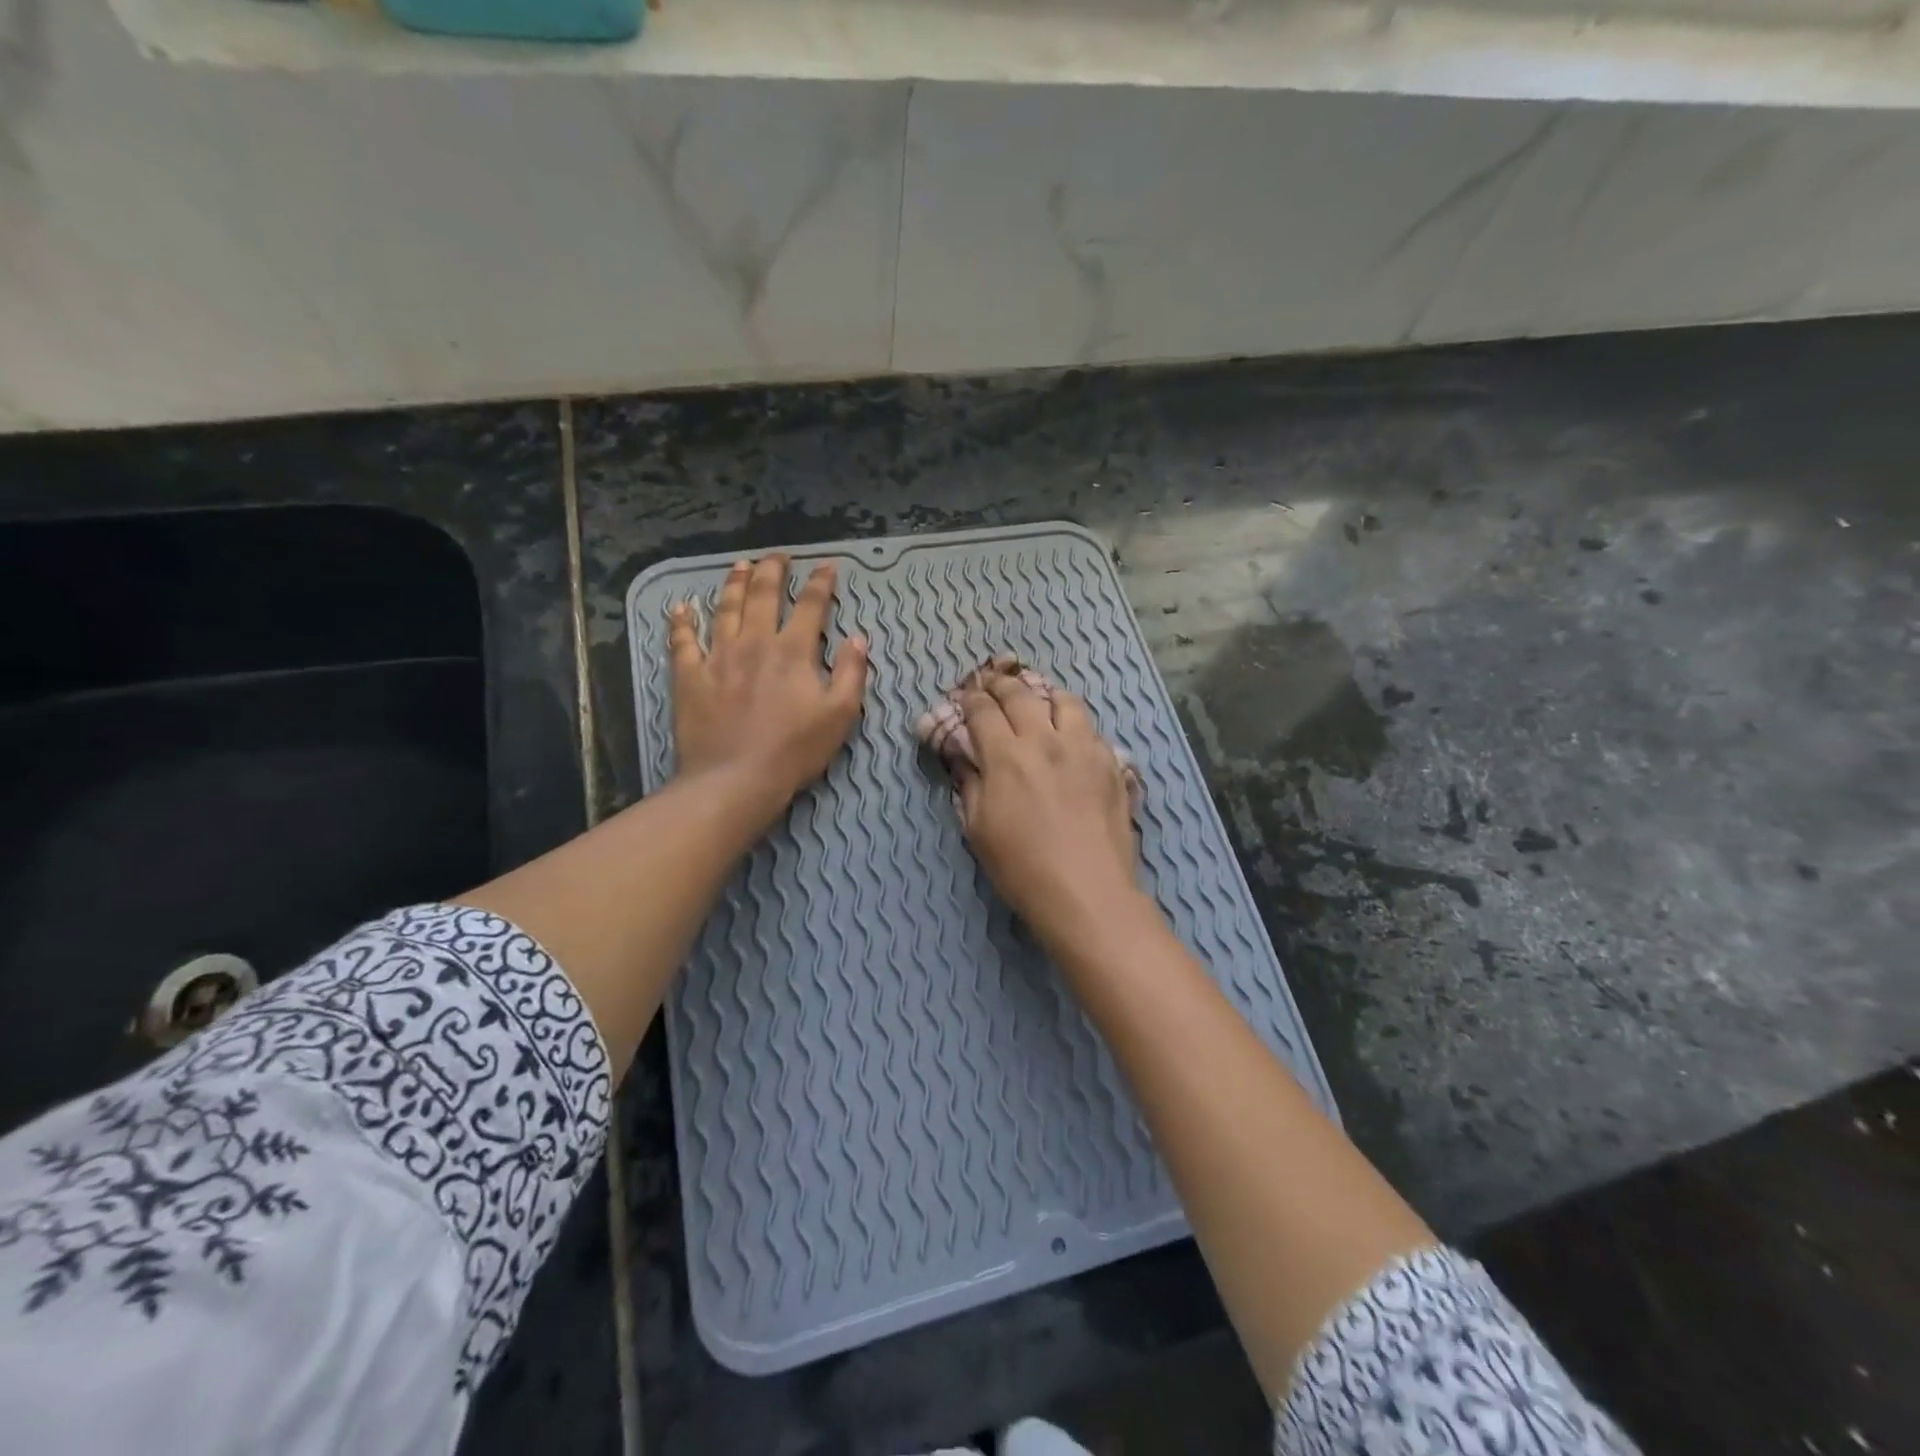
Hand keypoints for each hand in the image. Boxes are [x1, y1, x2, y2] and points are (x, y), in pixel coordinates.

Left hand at [669, 555, 867, 832]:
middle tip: (777, 556)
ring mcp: (718, 657)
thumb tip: (858, 637)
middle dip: (773, 572)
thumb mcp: (840, 714)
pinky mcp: (690, 677)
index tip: (827, 566)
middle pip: (763, 596)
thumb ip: (851, 672)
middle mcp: (754, 643)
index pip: (811, 606)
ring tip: (740, 566)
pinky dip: (682, 622)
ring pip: (725, 609)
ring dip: (734, 584)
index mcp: (793, 651)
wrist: (736, 778)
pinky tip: (681, 607)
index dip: (821, 583)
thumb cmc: (795, 750)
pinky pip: (683, 641)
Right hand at [951, 670, 1144, 944]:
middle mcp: (1045, 740)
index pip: (983, 710)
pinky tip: (1071, 736)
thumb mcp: (979, 829)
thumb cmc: (1022, 867)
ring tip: (1038, 701)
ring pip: (1065, 701)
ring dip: (1045, 695)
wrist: (1087, 892)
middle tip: (992, 683)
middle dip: (1001, 684)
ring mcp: (1084, 748)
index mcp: (1007, 755)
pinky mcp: (1111, 763)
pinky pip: (1091, 728)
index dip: (970, 698)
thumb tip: (964, 758)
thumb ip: (970, 785)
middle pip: (1021, 695)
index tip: (965, 695)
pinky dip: (1075, 723)